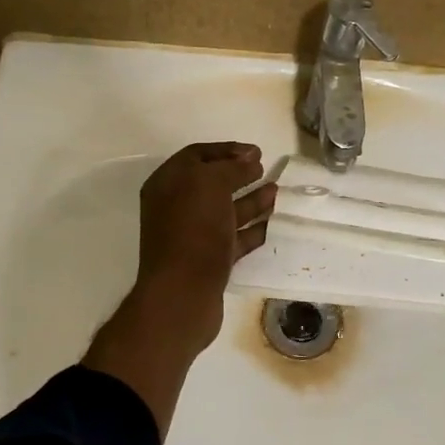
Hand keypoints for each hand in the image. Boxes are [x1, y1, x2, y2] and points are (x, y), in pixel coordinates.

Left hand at [134, 142, 275, 351]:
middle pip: (211, 183)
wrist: (183, 294)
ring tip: (277, 192)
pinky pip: (233, 238)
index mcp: (167, 184)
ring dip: (251, 200)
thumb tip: (249, 159)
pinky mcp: (208, 261)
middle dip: (239, 174)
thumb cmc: (193, 231)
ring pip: (224, 211)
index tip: (257, 152)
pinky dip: (252, 229)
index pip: (196, 155)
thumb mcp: (210, 184)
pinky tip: (273, 224)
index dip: (226, 150)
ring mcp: (192, 236)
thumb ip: (231, 167)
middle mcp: (176, 207)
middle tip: (265, 169)